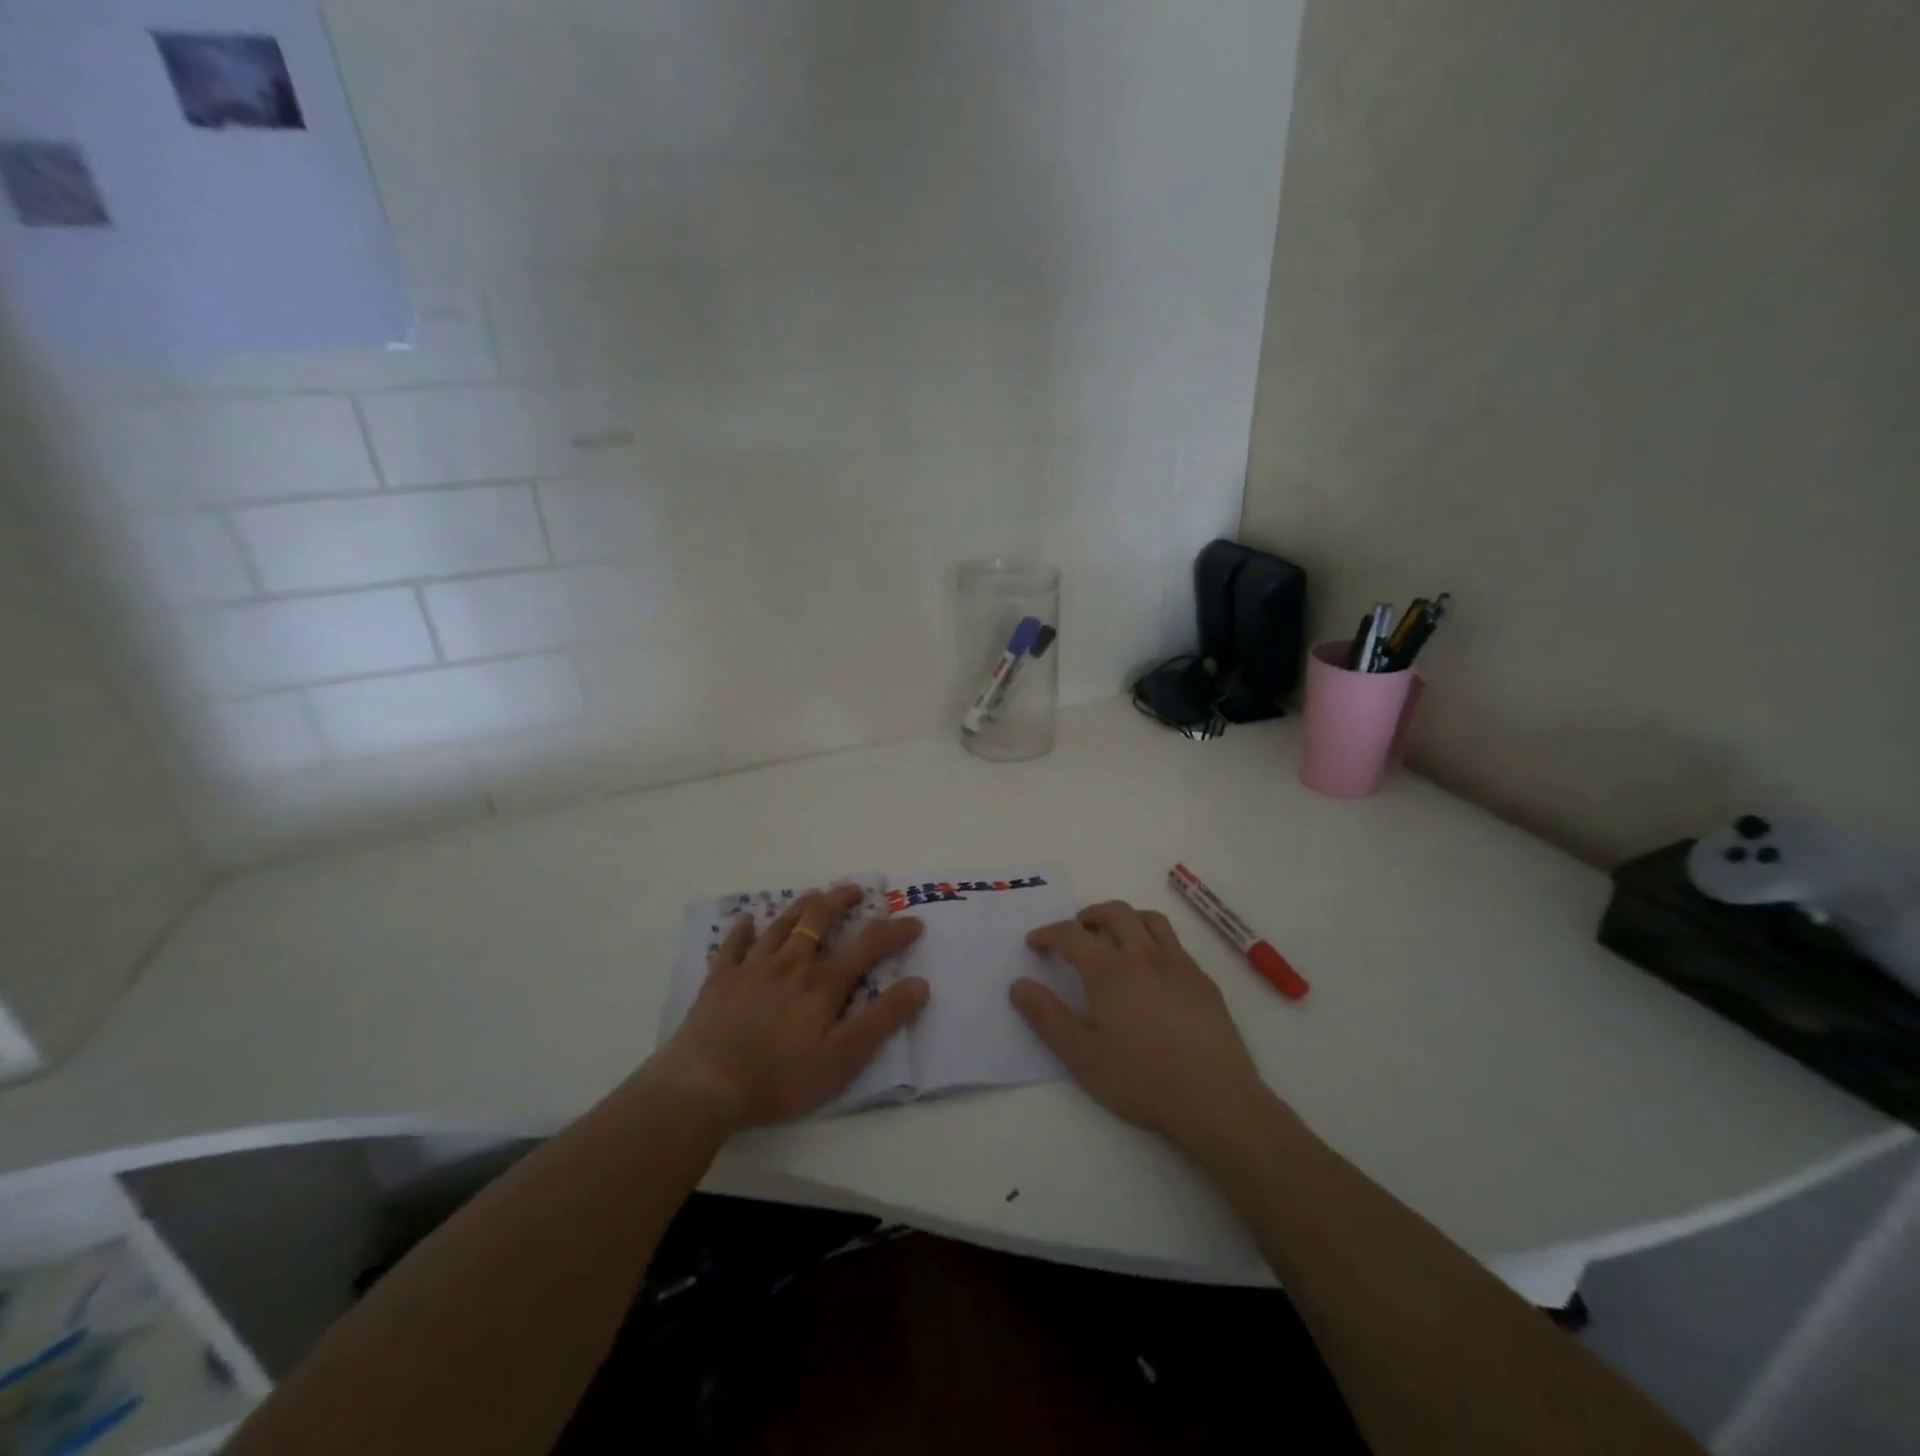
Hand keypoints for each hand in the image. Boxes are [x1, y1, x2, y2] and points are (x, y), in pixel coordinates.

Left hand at [649, 886, 927, 1130]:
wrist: (705, 1086)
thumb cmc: (780, 1077)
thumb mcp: (843, 1058)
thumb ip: (882, 1019)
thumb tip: (920, 984)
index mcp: (823, 983)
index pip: (868, 946)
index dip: (895, 931)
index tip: (914, 922)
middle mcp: (791, 964)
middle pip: (819, 919)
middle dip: (841, 900)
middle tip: (855, 889)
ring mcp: (752, 968)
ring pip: (781, 924)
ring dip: (801, 906)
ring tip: (814, 895)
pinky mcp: (720, 980)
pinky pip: (733, 945)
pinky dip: (742, 930)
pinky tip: (746, 920)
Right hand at [1012, 900, 1274, 1150]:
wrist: (1215, 1099)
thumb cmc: (1141, 1080)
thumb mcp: (1082, 1056)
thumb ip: (1047, 1017)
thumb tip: (1018, 985)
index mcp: (1110, 971)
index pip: (1072, 935)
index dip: (1049, 934)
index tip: (1035, 942)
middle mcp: (1144, 956)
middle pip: (1115, 913)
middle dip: (1089, 915)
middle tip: (1076, 930)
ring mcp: (1179, 965)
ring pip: (1150, 920)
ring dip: (1126, 918)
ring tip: (1115, 937)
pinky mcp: (1204, 981)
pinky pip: (1175, 944)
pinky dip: (1154, 941)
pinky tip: (1153, 970)